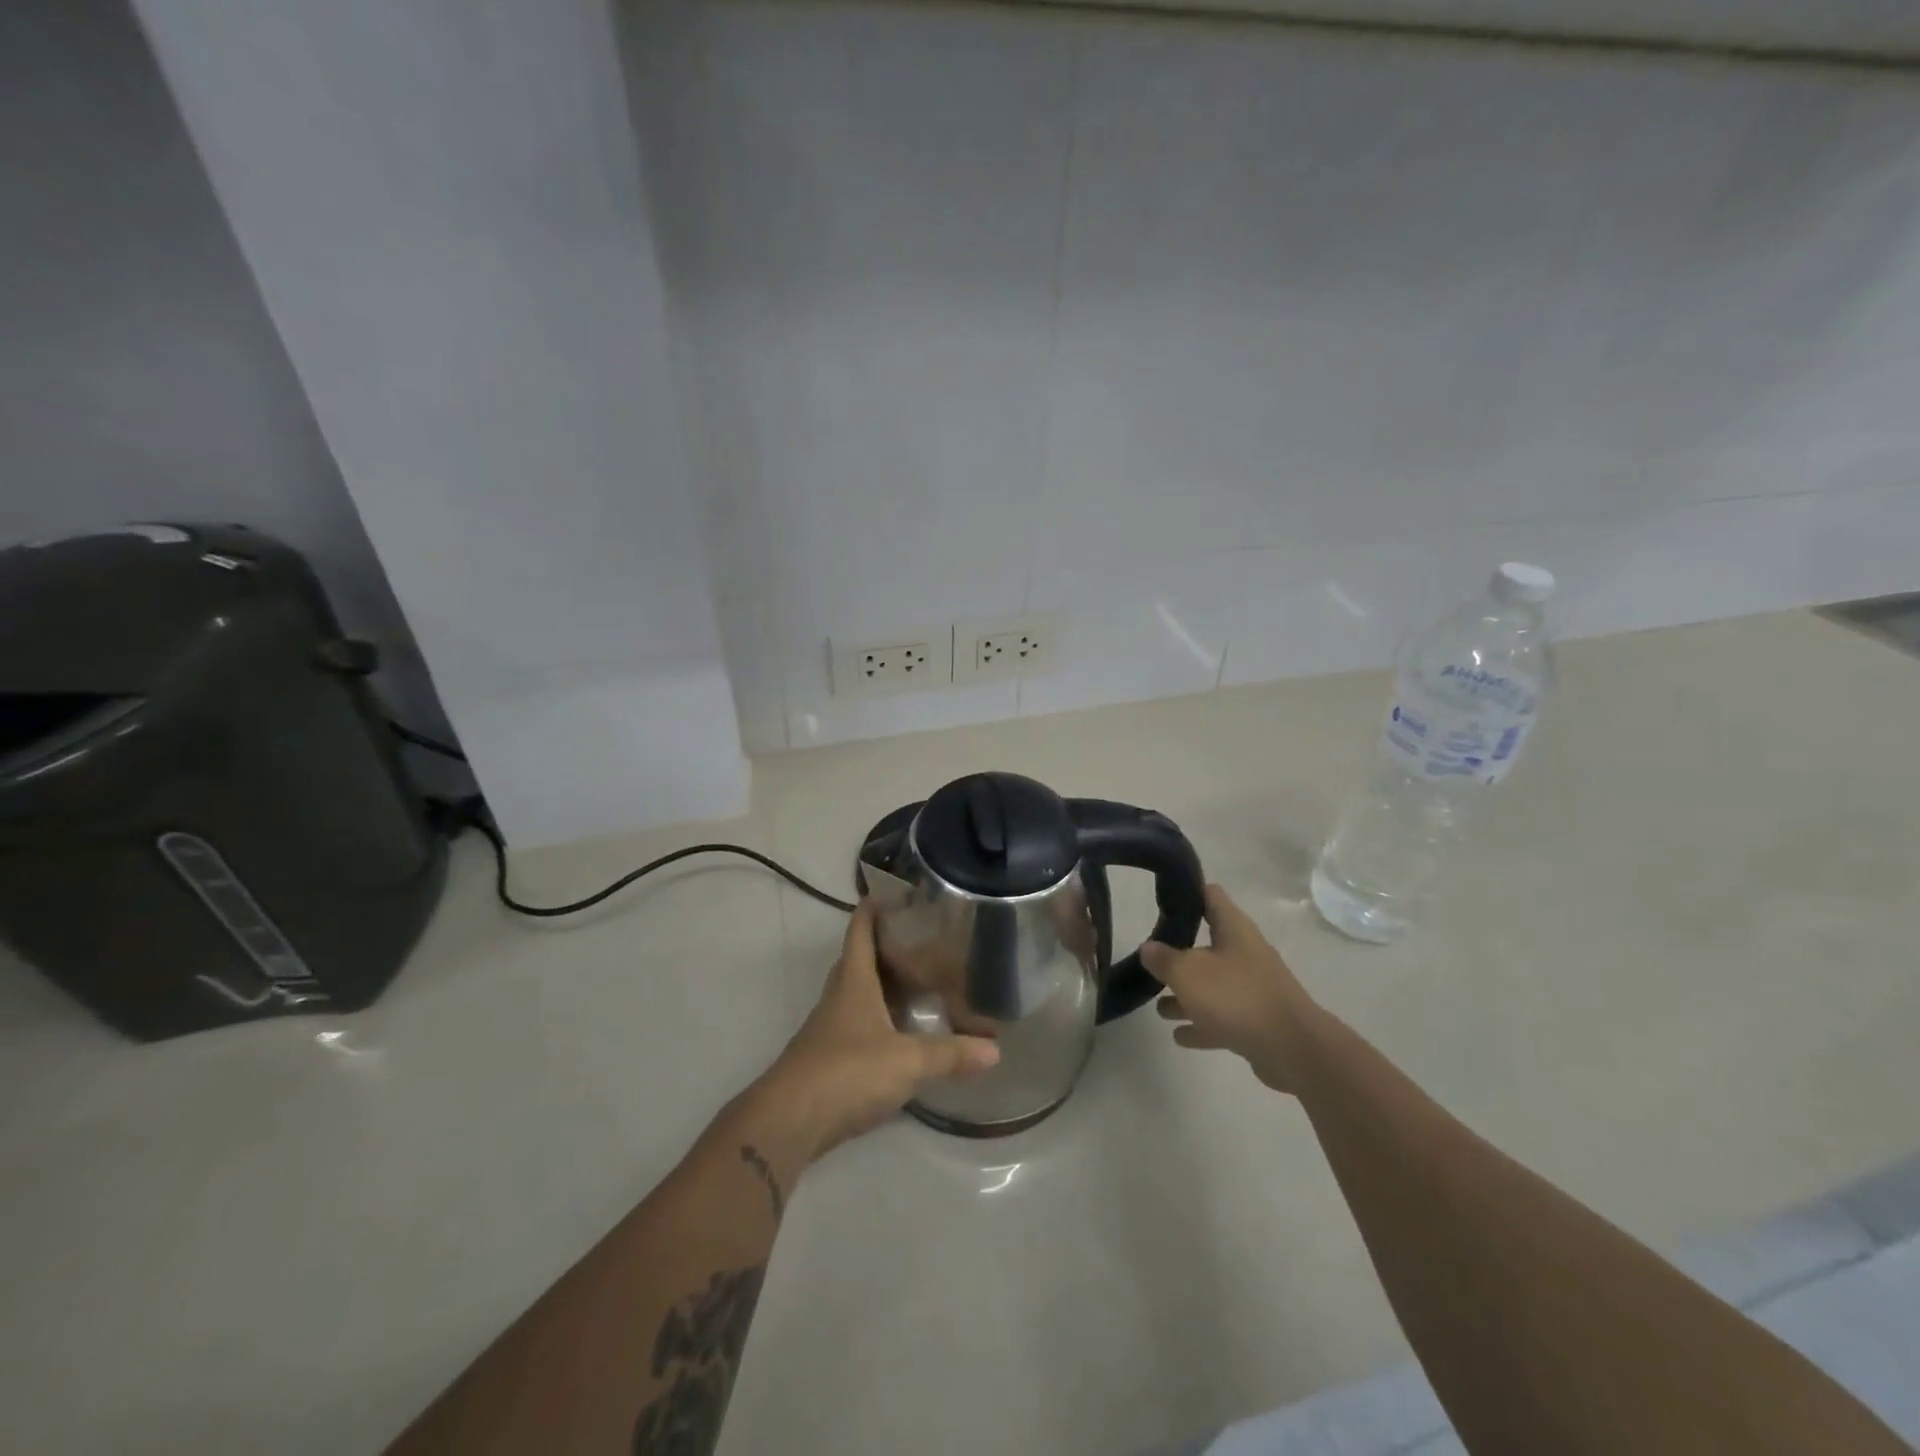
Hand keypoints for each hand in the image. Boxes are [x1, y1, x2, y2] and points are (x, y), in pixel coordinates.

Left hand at [759, 900, 998, 1160]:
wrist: (790, 1122)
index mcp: (853, 981)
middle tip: (922, 938)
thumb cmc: (848, 1072)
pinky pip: (859, 1026)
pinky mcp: (829, 1060)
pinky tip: (902, 1033)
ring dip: (884, 985)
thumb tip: (995, 1048)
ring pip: (859, 994)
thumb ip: (950, 1053)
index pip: (860, 930)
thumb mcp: (908, 1061)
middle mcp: (839, 997)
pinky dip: (880, 1021)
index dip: (873, 907)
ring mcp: (830, 1029)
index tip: (894, 891)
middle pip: (859, 959)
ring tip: (920, 981)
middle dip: (885, 945)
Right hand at [1141, 885, 1317, 1094]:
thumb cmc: (1236, 997)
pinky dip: (1201, 1024)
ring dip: (1186, 995)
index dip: (1187, 892)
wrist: (1293, 1050)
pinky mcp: (1256, 1022)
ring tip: (1158, 1007)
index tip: (1161, 898)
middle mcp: (1245, 953)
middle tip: (1151, 959)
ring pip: (1212, 986)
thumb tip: (1148, 948)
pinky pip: (1221, 1018)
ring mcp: (1253, 989)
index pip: (1210, 896)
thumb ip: (1163, 958)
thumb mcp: (1188, 972)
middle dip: (1178, 955)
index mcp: (1234, 929)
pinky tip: (1180, 1036)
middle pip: (1207, 945)